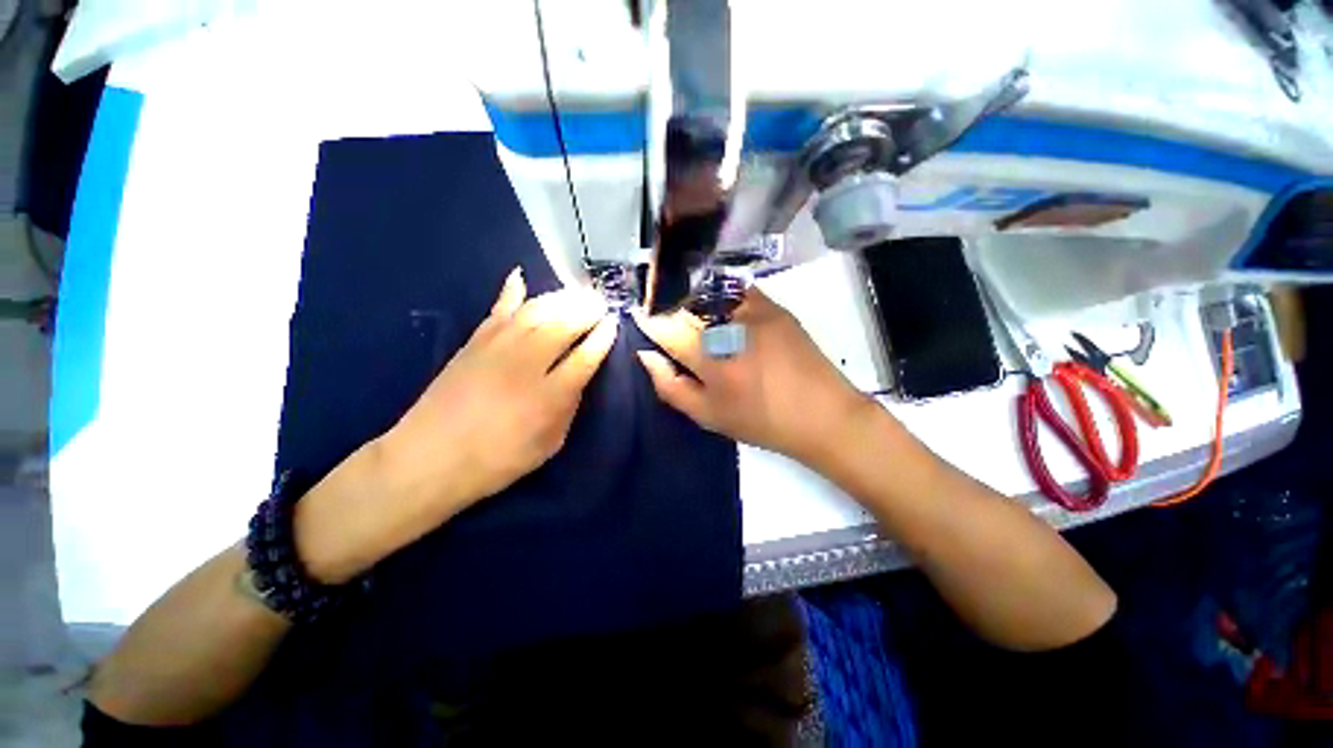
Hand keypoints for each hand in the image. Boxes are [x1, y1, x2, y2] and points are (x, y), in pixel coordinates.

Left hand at [379, 267, 618, 510]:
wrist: (429, 459)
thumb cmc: (497, 460)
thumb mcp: (549, 444)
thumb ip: (568, 407)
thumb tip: (578, 377)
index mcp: (549, 396)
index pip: (585, 356)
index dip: (602, 338)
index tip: (613, 323)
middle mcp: (526, 364)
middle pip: (563, 325)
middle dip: (587, 310)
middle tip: (601, 303)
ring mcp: (497, 348)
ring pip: (536, 311)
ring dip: (561, 298)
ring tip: (577, 294)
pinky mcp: (474, 342)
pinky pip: (497, 309)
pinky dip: (511, 292)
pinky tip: (520, 276)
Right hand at [634, 289, 870, 465]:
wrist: (821, 414)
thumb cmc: (760, 421)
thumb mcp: (708, 416)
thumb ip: (670, 386)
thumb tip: (646, 355)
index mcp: (709, 359)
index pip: (666, 328)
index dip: (648, 320)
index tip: (638, 315)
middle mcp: (728, 327)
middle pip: (684, 304)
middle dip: (666, 306)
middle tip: (661, 314)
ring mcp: (753, 311)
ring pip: (707, 292)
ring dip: (691, 298)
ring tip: (689, 310)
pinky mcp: (773, 306)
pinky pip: (736, 290)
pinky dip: (720, 295)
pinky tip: (719, 306)